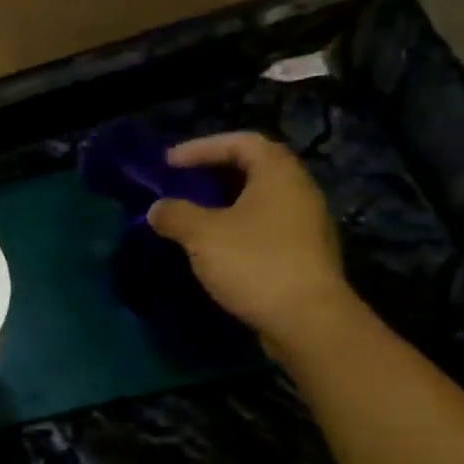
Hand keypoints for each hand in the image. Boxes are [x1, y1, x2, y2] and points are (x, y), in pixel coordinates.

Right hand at [145, 133, 353, 349]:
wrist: (307, 320)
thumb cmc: (254, 264)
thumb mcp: (202, 235)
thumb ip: (175, 215)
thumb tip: (157, 209)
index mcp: (278, 175)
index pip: (241, 142)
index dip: (202, 147)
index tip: (169, 162)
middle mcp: (299, 192)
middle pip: (254, 169)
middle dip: (214, 174)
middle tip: (181, 184)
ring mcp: (305, 225)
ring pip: (259, 201)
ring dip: (225, 203)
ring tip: (193, 216)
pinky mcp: (304, 255)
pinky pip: (264, 227)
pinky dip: (237, 227)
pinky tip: (215, 247)